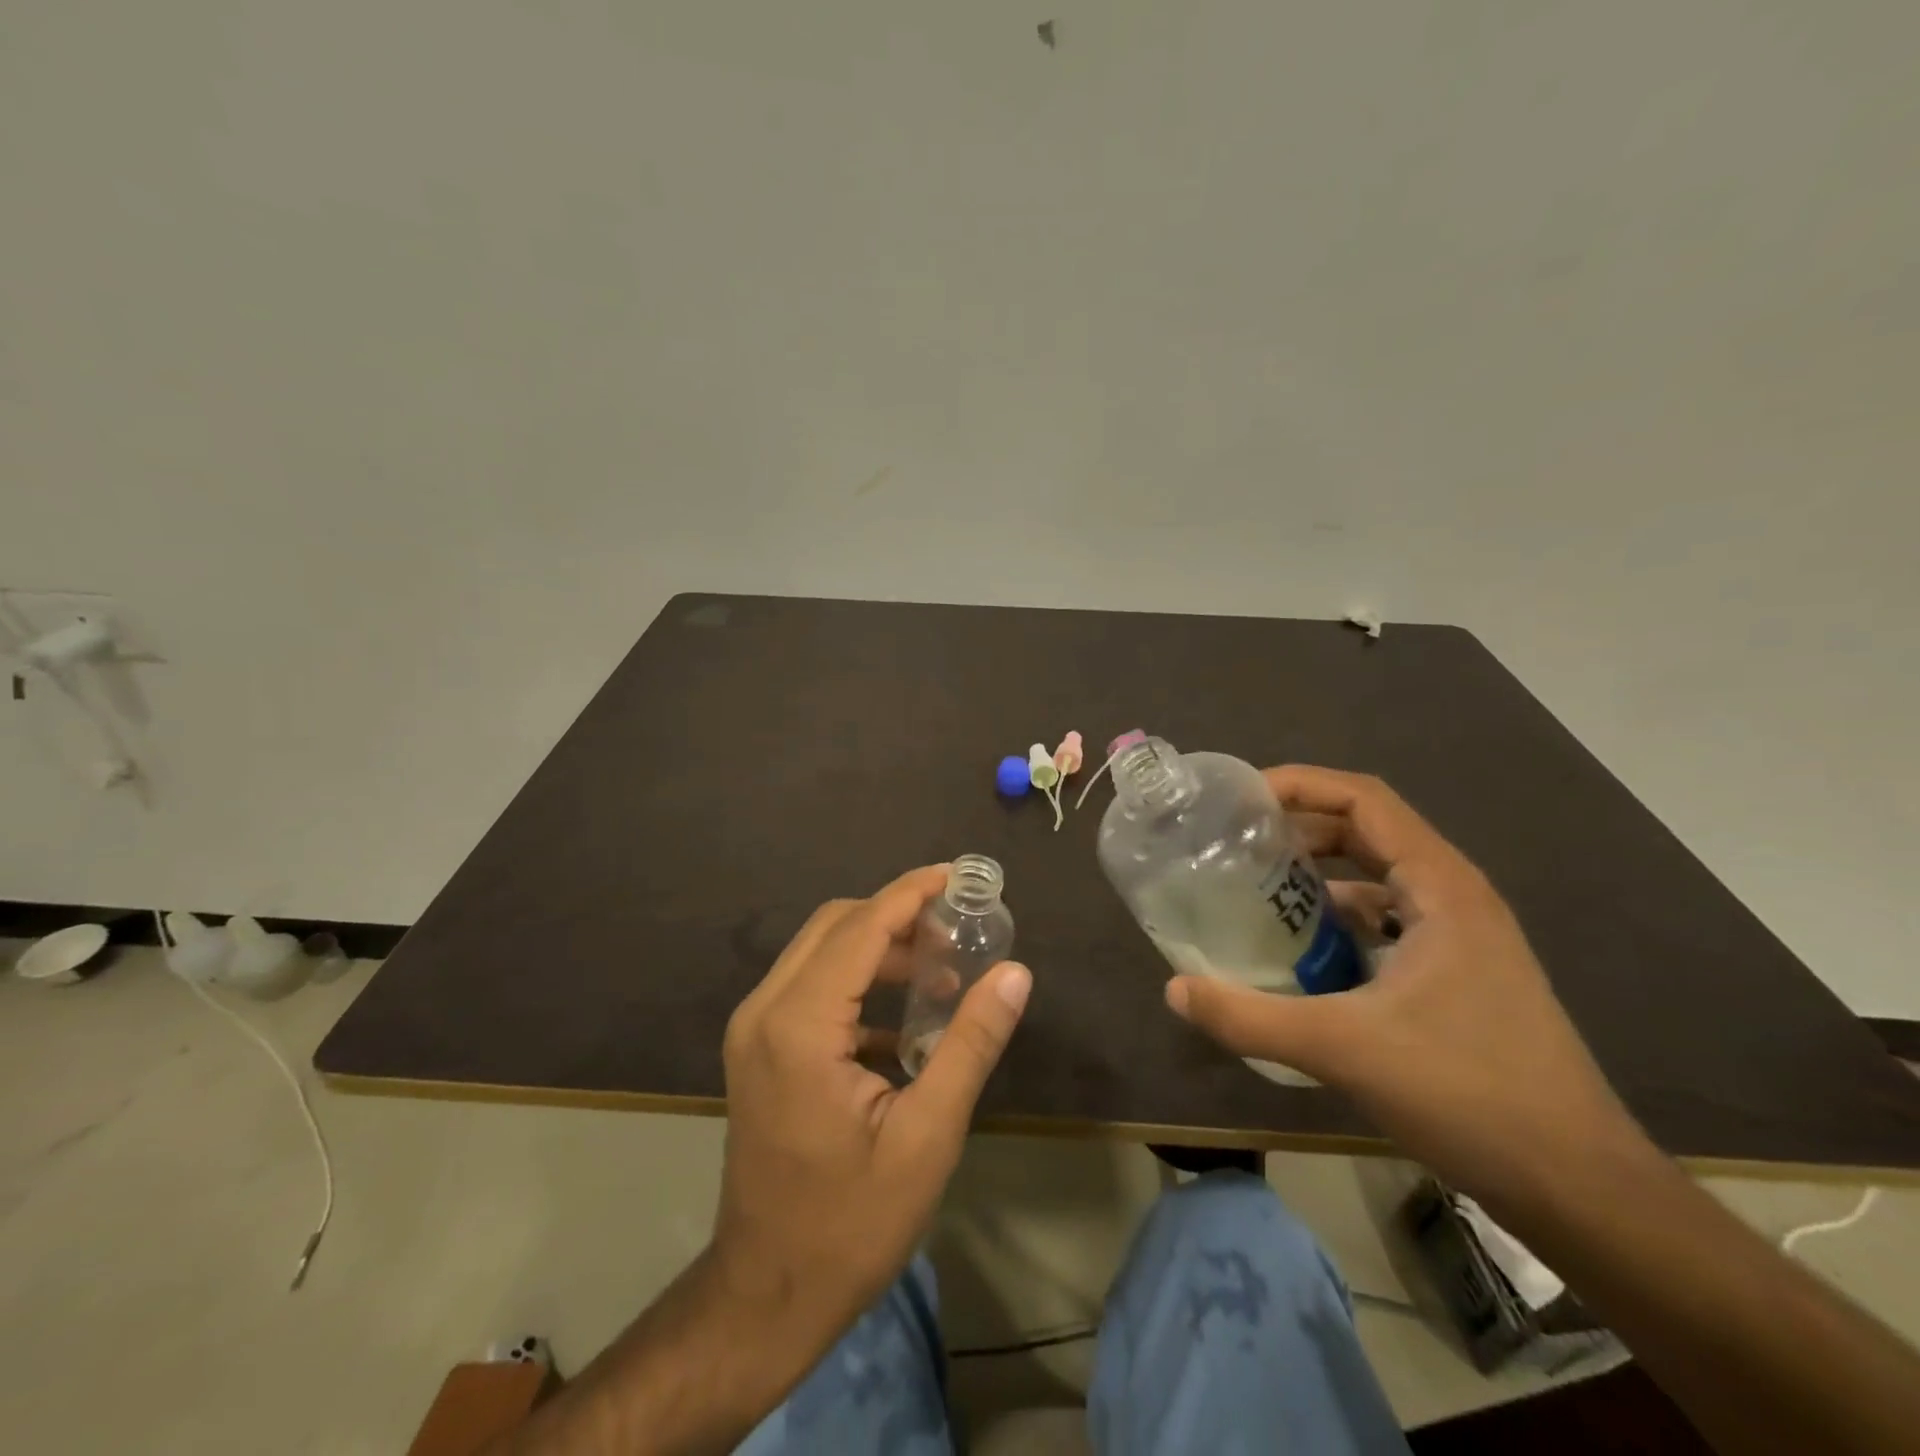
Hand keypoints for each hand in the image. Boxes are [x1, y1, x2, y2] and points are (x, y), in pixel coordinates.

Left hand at [712, 865, 1031, 1355]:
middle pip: (835, 925)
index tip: (957, 876)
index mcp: (799, 1025)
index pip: (861, 927)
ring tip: (942, 971)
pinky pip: (811, 985)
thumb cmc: (850, 1223)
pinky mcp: (759, 1049)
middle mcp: (765, 1010)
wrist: (765, 1295)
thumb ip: (971, 1044)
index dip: (911, 892)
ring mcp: (754, 1029)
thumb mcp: (927, 1135)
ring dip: (879, 946)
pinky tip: (905, 1016)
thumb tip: (1014, 974)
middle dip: (897, 915)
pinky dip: (858, 978)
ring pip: (821, 951)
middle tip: (957, 928)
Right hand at [1166, 767, 1649, 1208]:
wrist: (1579, 1188)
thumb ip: (1250, 1017)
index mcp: (1441, 888)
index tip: (1240, 798)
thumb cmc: (1470, 1094)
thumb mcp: (1344, 1049)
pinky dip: (1339, 920)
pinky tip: (1299, 952)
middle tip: (1234, 841)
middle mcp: (1454, 897)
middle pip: (1367, 831)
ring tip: (1253, 889)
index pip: (1364, 800)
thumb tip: (1174, 990)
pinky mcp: (1458, 974)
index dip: (1300, 784)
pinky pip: (1386, 921)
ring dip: (1318, 875)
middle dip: (1299, 828)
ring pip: (1377, 878)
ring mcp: (1461, 937)